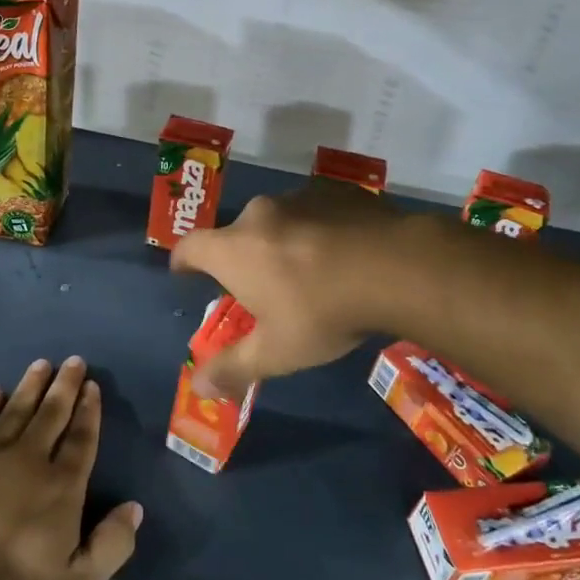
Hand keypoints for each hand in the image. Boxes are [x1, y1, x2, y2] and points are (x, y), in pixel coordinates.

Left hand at [0, 357, 140, 579]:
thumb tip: (134, 508)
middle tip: (73, 360)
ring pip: (16, 409)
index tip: (92, 386)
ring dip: (31, 385)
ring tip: (42, 364)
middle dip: (65, 386)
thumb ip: (112, 544)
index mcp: (62, 486)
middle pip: (52, 414)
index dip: (89, 411)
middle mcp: (30, 460)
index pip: (81, 439)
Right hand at [171, 182, 405, 397]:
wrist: (396, 267)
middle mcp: (259, 214)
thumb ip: (233, 368)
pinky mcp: (337, 191)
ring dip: (282, 241)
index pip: (189, 247)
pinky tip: (341, 253)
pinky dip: (317, 229)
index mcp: (233, 249)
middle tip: (259, 286)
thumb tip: (196, 388)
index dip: (183, 261)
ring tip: (306, 269)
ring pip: (277, 220)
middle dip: (241, 257)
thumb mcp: (276, 351)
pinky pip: (314, 211)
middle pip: (236, 234)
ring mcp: (299, 197)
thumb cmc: (322, 311)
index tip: (184, 273)